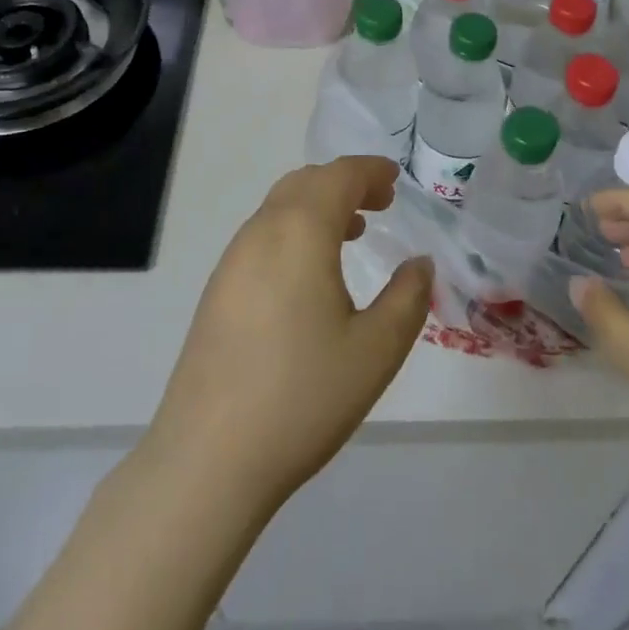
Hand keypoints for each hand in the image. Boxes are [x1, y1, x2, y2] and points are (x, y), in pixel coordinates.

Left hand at [143, 156, 432, 515]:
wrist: (208, 458)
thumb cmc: (302, 396)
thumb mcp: (376, 351)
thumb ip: (407, 298)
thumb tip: (419, 264)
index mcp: (300, 232)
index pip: (339, 176)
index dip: (370, 171)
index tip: (395, 179)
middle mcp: (261, 232)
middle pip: (306, 182)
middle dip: (346, 183)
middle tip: (381, 203)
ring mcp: (232, 260)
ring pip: (280, 207)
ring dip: (318, 205)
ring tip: (352, 231)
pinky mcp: (218, 290)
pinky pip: (263, 235)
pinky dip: (295, 229)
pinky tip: (311, 272)